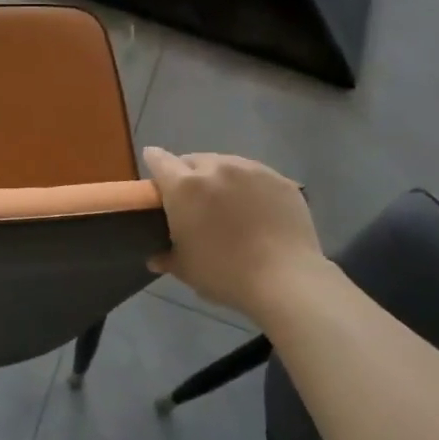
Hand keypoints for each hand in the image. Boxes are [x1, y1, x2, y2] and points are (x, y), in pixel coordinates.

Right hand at [143, 147, 330, 320]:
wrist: (285, 279)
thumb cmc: (224, 273)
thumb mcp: (185, 269)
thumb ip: (166, 257)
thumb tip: (155, 258)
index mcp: (184, 187)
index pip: (159, 160)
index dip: (154, 162)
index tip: (155, 174)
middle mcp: (216, 168)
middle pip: (194, 160)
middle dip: (188, 174)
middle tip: (193, 199)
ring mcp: (251, 170)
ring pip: (226, 163)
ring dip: (219, 177)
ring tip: (226, 202)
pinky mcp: (280, 179)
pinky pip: (255, 175)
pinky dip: (248, 186)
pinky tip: (255, 209)